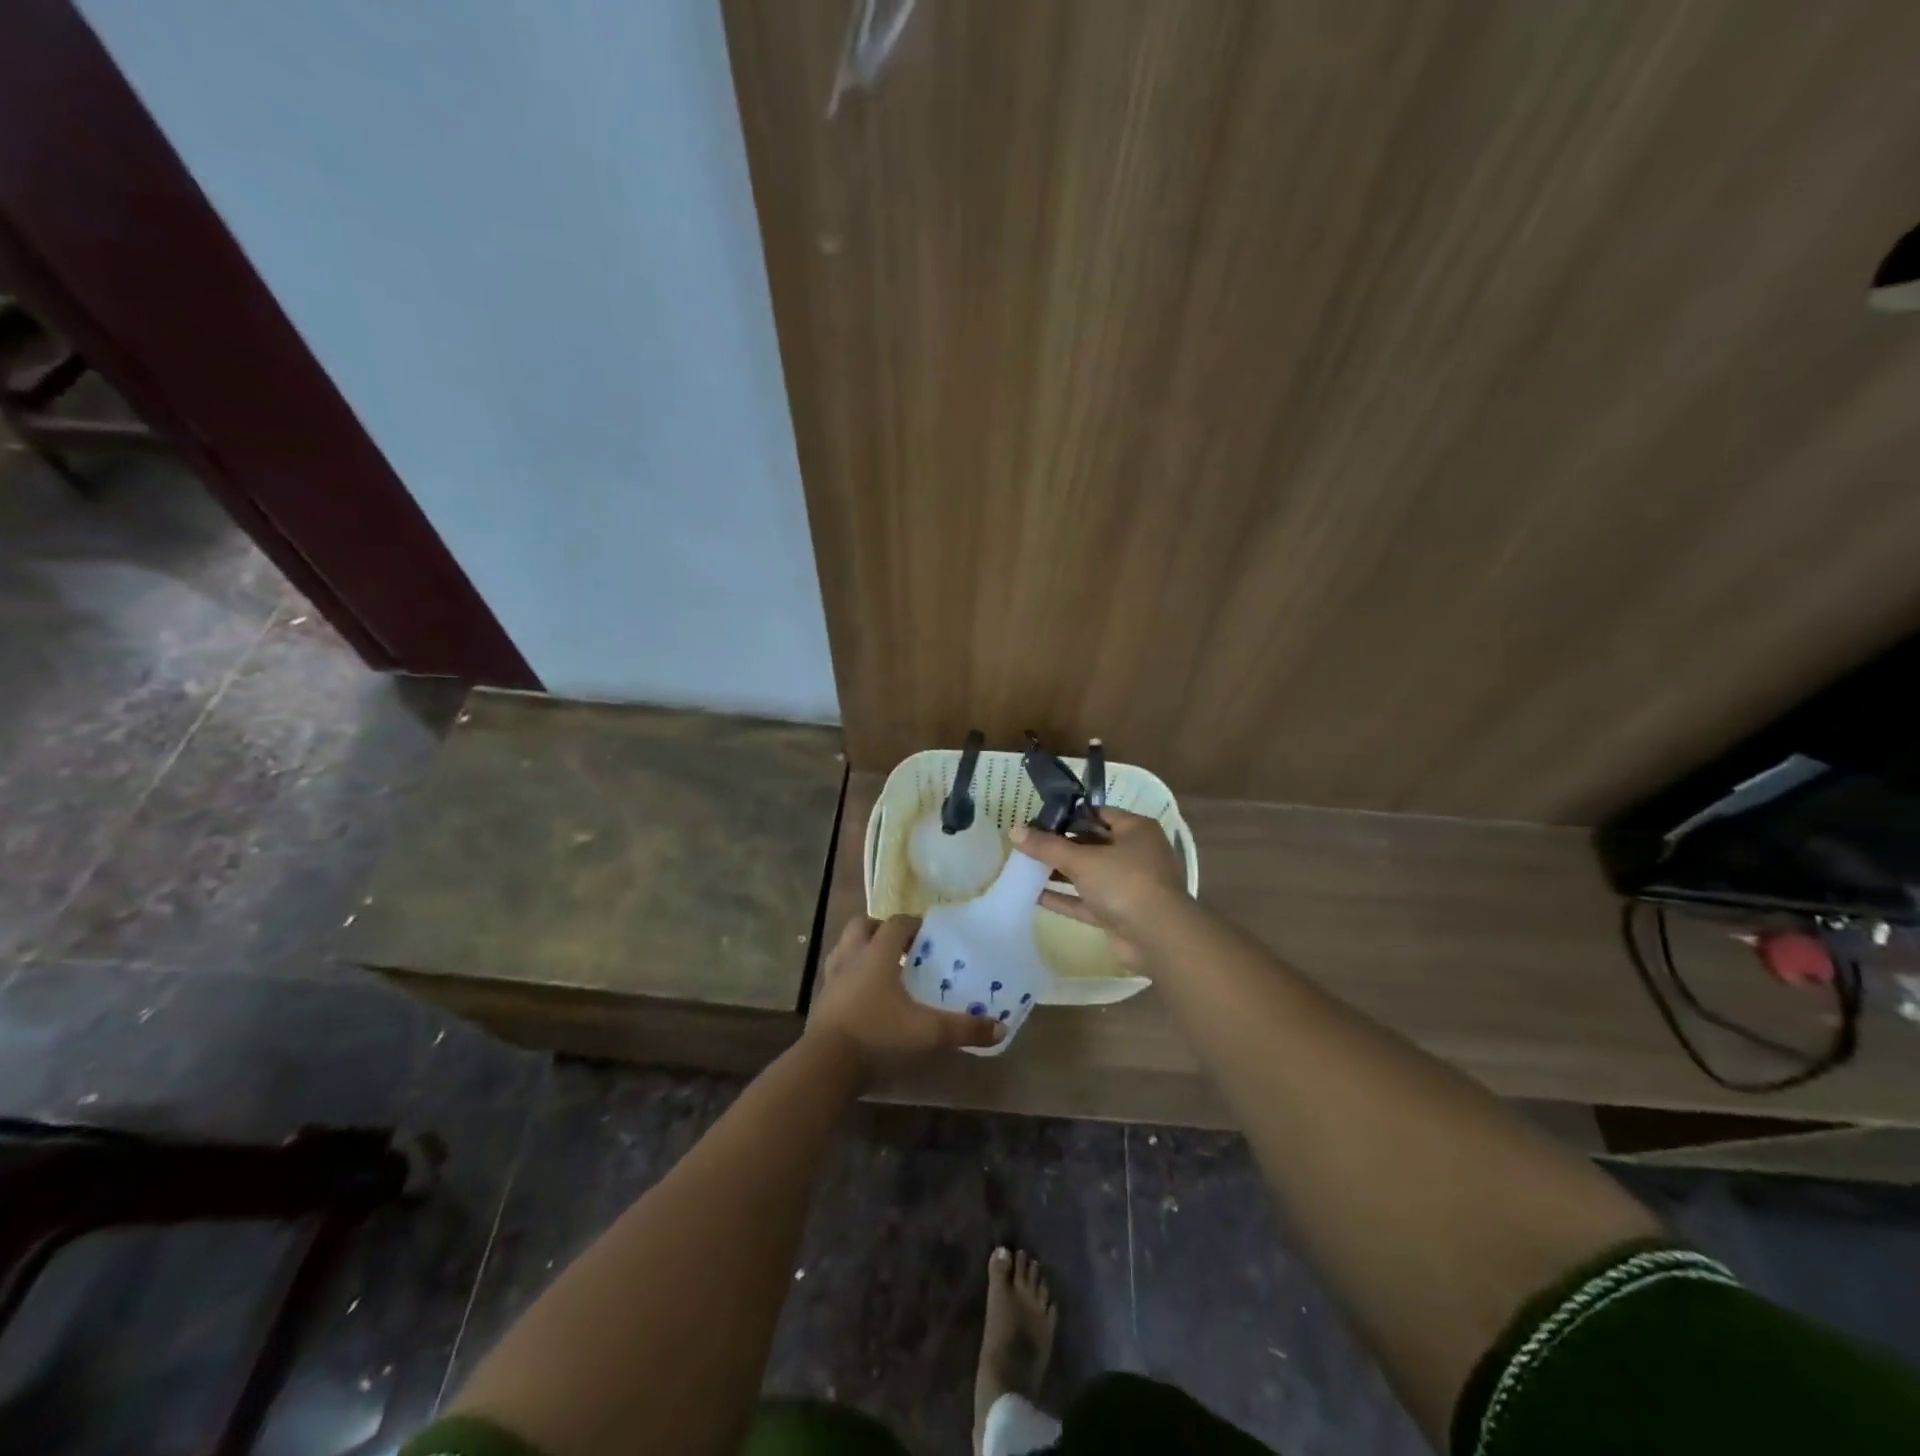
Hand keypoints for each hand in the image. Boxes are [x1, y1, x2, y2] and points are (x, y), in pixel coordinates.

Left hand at [807, 914, 1002, 1080]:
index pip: (896, 923)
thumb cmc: (878, 1035)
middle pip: (861, 926)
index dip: (913, 924)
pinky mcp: (820, 1001)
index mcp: (877, 953)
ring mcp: (831, 979)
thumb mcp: (928, 1033)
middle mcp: (852, 957)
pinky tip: (865, 997)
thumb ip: (964, 1029)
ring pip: (844, 948)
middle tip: (901, 947)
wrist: (826, 1066)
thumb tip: (1000, 1028)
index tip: (929, 935)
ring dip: (861, 950)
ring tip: (882, 969)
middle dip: (880, 930)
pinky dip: (849, 977)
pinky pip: (836, 976)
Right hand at [1013, 810, 1188, 968]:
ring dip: (1060, 872)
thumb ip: (1047, 846)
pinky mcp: (1119, 913)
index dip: (1067, 815)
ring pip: (1088, 873)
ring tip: (1025, 867)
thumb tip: (1014, 830)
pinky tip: (1034, 895)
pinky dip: (1065, 898)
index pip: (1097, 814)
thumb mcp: (1082, 860)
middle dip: (1060, 845)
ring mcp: (1128, 885)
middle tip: (1027, 843)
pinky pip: (1086, 901)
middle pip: (1091, 843)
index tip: (1037, 819)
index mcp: (1135, 830)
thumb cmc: (1125, 883)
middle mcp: (1135, 853)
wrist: (1158, 938)